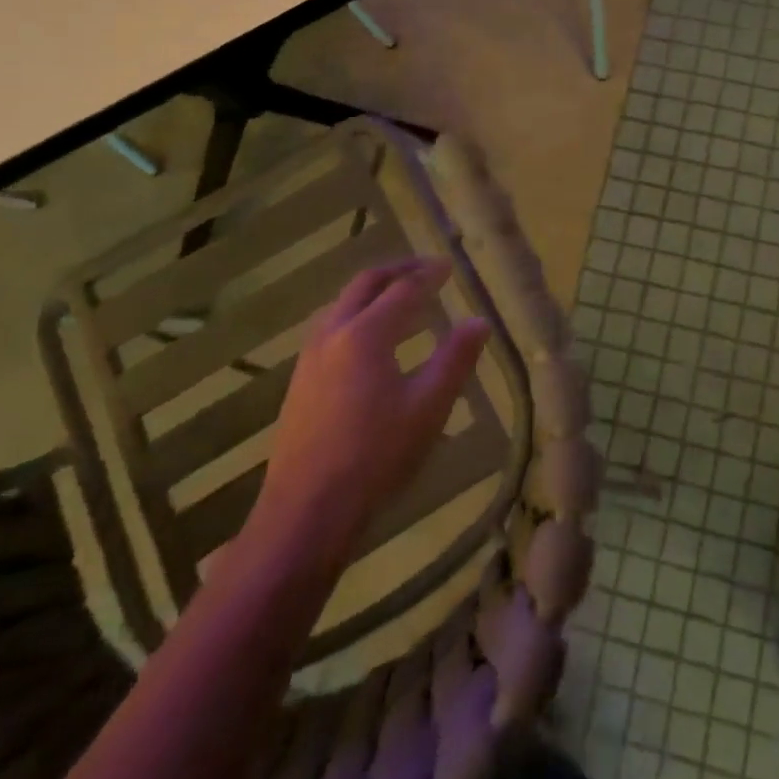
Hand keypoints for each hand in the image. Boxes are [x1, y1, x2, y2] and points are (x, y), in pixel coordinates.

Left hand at [247, 258, 488, 565]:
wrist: (305, 512)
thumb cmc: (375, 457)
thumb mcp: (428, 408)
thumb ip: (455, 359)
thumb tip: (478, 321)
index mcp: (365, 335)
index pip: (403, 289)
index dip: (429, 274)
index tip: (449, 266)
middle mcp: (333, 333)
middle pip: (365, 284)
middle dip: (397, 271)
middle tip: (426, 269)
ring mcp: (309, 357)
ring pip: (342, 303)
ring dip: (373, 291)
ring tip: (400, 298)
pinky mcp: (299, 380)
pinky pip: (331, 325)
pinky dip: (356, 313)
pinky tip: (370, 338)